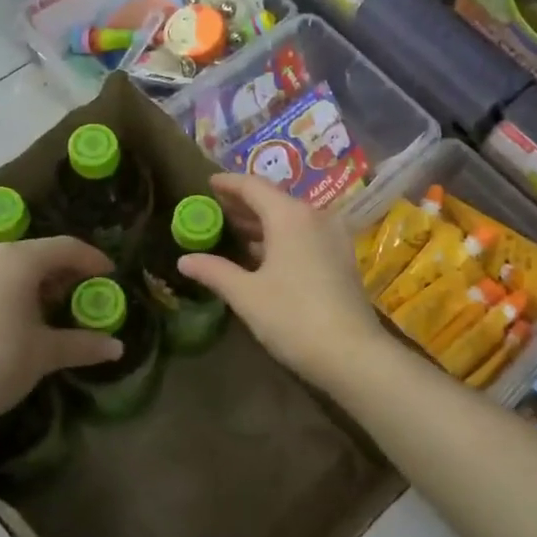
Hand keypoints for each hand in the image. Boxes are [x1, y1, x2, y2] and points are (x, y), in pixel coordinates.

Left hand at [0, 236, 121, 445]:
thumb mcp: (45, 354)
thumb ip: (83, 344)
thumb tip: (117, 347)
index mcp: (17, 260)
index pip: (65, 247)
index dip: (92, 259)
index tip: (110, 275)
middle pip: (37, 254)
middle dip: (64, 272)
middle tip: (84, 294)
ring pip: (10, 267)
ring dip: (37, 282)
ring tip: (55, 309)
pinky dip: (12, 291)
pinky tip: (20, 318)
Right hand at [178, 173, 389, 391]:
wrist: (352, 354)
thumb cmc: (293, 317)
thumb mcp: (246, 295)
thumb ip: (215, 271)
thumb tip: (184, 260)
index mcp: (290, 216)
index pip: (253, 186)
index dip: (229, 184)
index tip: (208, 183)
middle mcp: (315, 216)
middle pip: (274, 200)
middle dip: (244, 205)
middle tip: (216, 209)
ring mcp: (333, 237)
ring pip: (292, 219)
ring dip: (263, 224)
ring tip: (235, 232)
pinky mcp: (342, 258)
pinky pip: (306, 235)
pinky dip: (282, 238)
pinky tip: (265, 255)